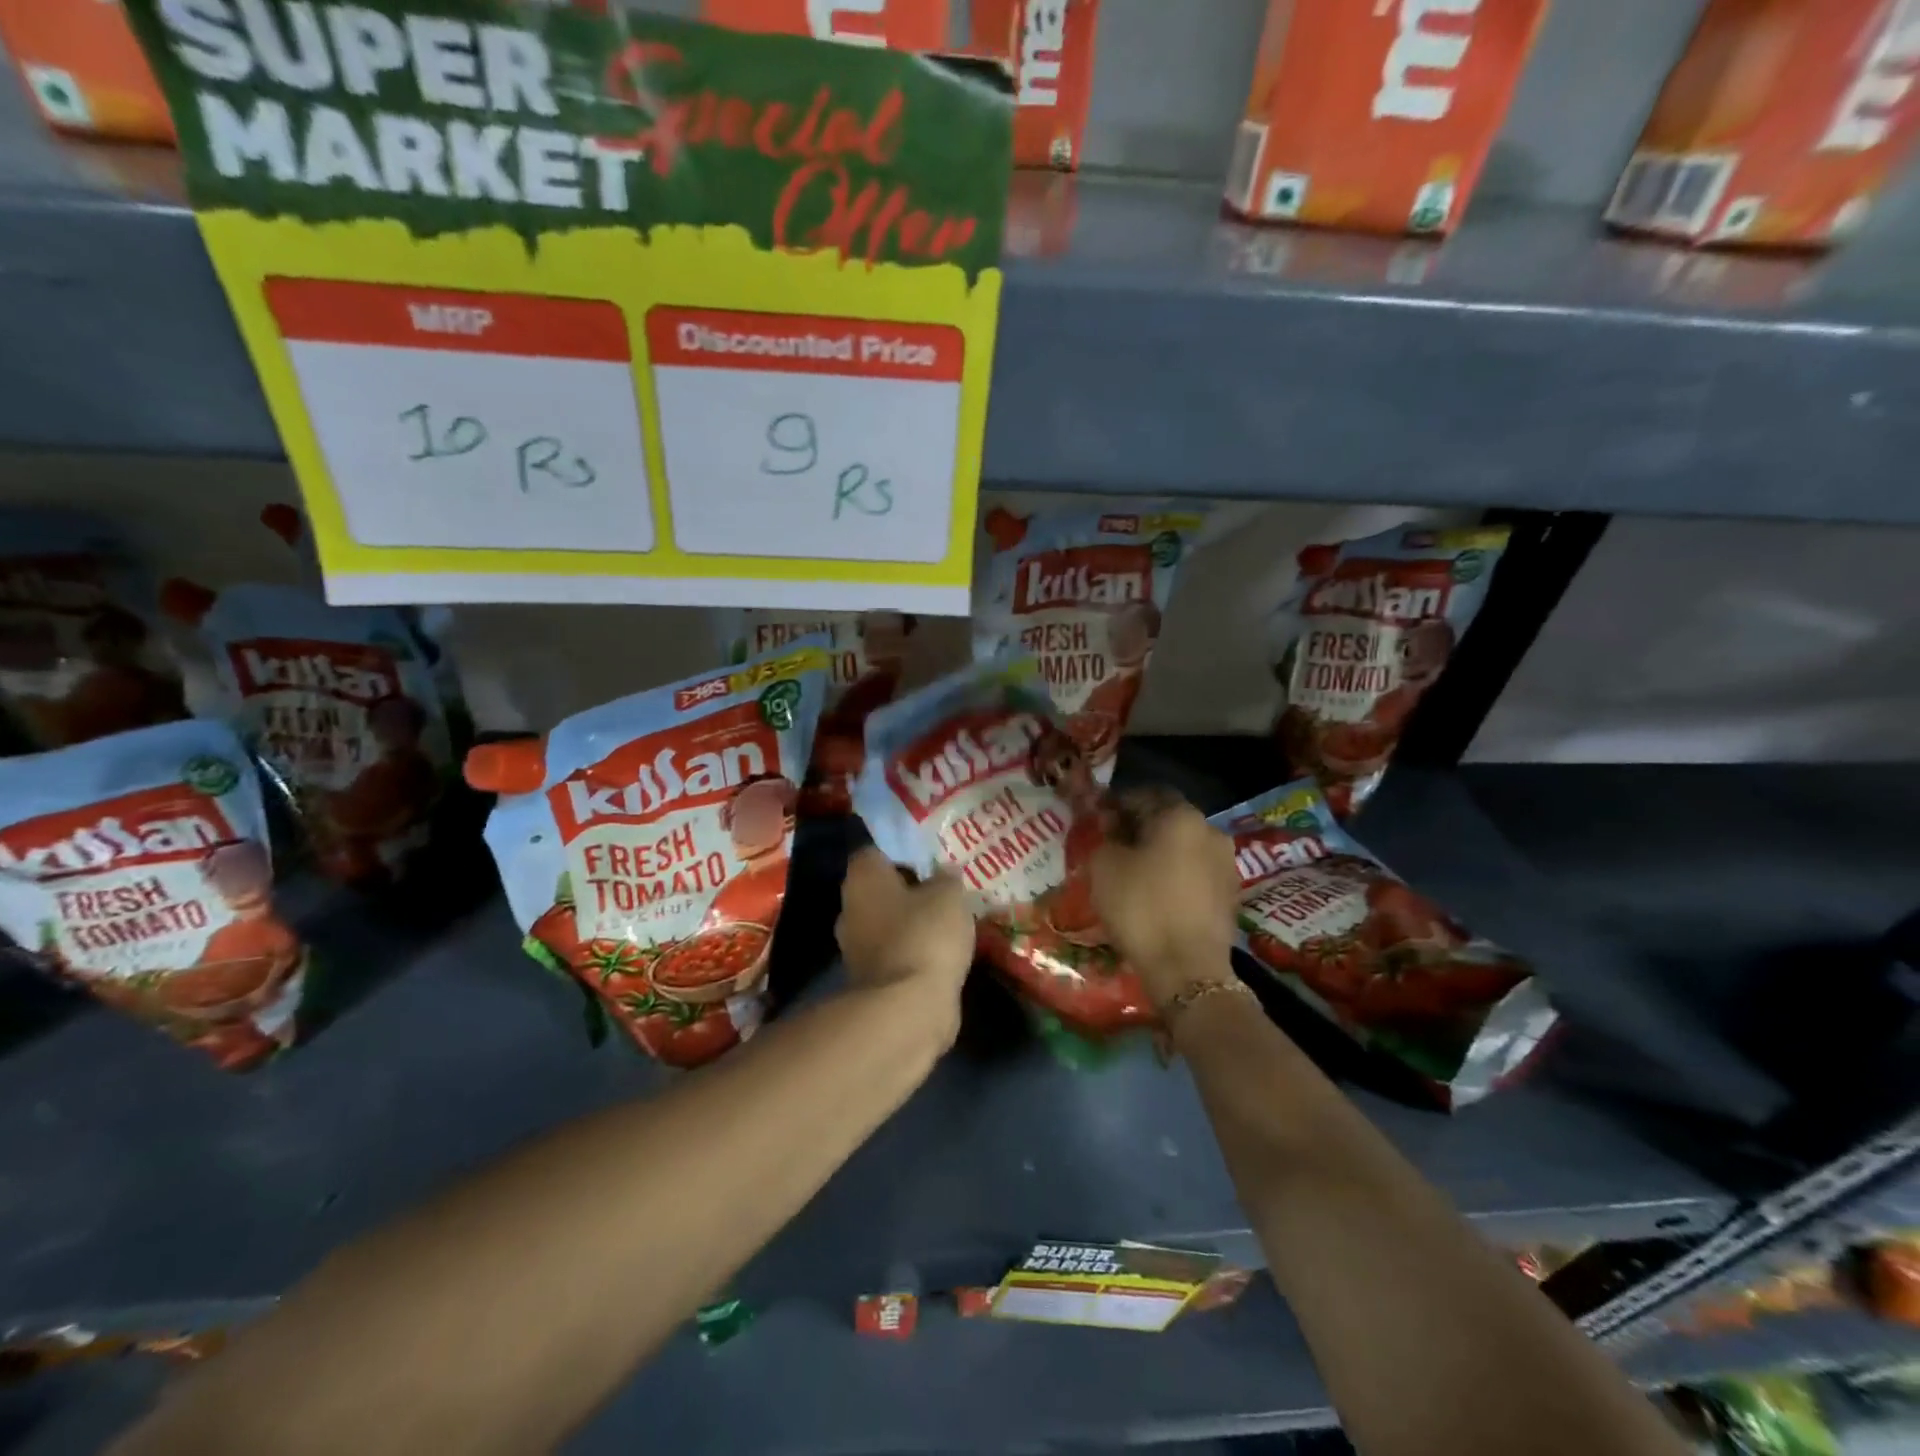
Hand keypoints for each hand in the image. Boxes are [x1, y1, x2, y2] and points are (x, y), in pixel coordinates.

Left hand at [836, 847, 974, 1014]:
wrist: (907, 1008)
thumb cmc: (924, 935)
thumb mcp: (949, 895)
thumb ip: (946, 878)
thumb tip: (943, 874)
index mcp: (862, 878)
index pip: (874, 854)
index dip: (901, 856)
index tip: (930, 865)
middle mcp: (849, 909)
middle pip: (879, 892)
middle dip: (907, 894)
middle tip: (942, 895)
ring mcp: (855, 949)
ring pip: (886, 926)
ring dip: (910, 927)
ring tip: (948, 928)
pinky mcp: (868, 982)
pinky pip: (894, 957)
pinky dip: (913, 956)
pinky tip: (940, 958)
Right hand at [1089, 790, 1240, 1006]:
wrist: (1187, 970)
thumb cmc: (1141, 907)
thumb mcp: (1104, 866)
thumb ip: (1105, 836)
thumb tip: (1113, 829)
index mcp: (1182, 816)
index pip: (1145, 794)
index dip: (1117, 804)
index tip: (1098, 820)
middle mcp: (1211, 831)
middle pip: (1168, 820)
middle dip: (1140, 828)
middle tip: (1112, 846)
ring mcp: (1226, 865)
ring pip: (1184, 847)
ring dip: (1159, 853)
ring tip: (1133, 873)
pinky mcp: (1230, 895)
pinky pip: (1195, 873)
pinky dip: (1174, 876)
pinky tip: (1155, 895)